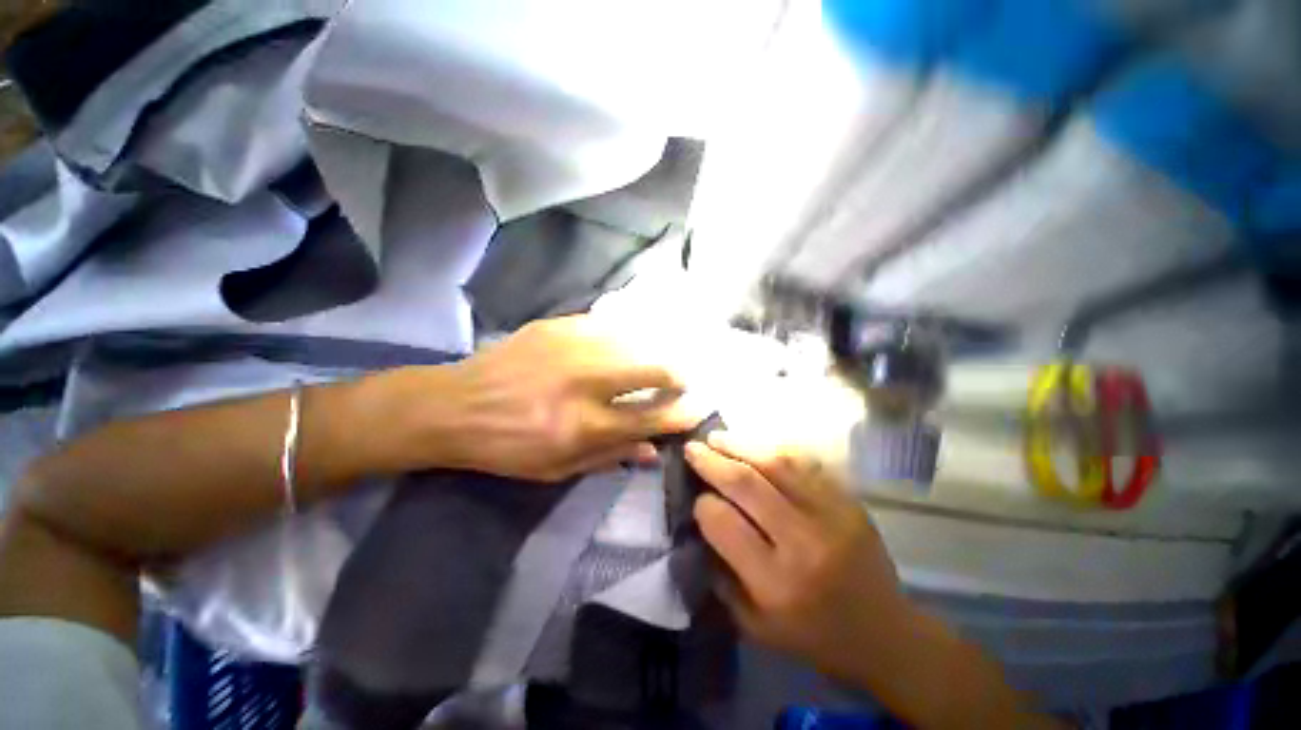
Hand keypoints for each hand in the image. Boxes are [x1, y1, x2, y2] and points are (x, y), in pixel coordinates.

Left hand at [424, 316, 699, 481]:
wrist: (452, 406)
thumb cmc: (506, 448)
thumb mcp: (556, 469)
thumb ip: (609, 457)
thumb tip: (652, 450)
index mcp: (582, 426)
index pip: (649, 418)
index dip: (679, 414)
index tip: (696, 409)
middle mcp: (583, 382)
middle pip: (650, 369)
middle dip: (676, 373)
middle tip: (682, 379)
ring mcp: (570, 347)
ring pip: (633, 341)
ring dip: (655, 352)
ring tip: (661, 360)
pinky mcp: (556, 326)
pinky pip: (606, 325)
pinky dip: (625, 336)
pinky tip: (627, 342)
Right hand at [685, 433, 909, 682]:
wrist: (884, 633)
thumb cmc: (811, 635)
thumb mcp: (753, 624)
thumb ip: (721, 574)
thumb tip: (700, 521)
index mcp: (775, 583)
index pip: (724, 523)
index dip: (703, 503)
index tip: (696, 496)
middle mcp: (803, 543)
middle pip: (747, 484)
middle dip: (712, 461)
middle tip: (693, 448)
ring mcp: (831, 515)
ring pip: (776, 463)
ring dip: (740, 444)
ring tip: (717, 437)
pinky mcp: (849, 501)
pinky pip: (804, 462)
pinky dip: (773, 448)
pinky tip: (754, 444)